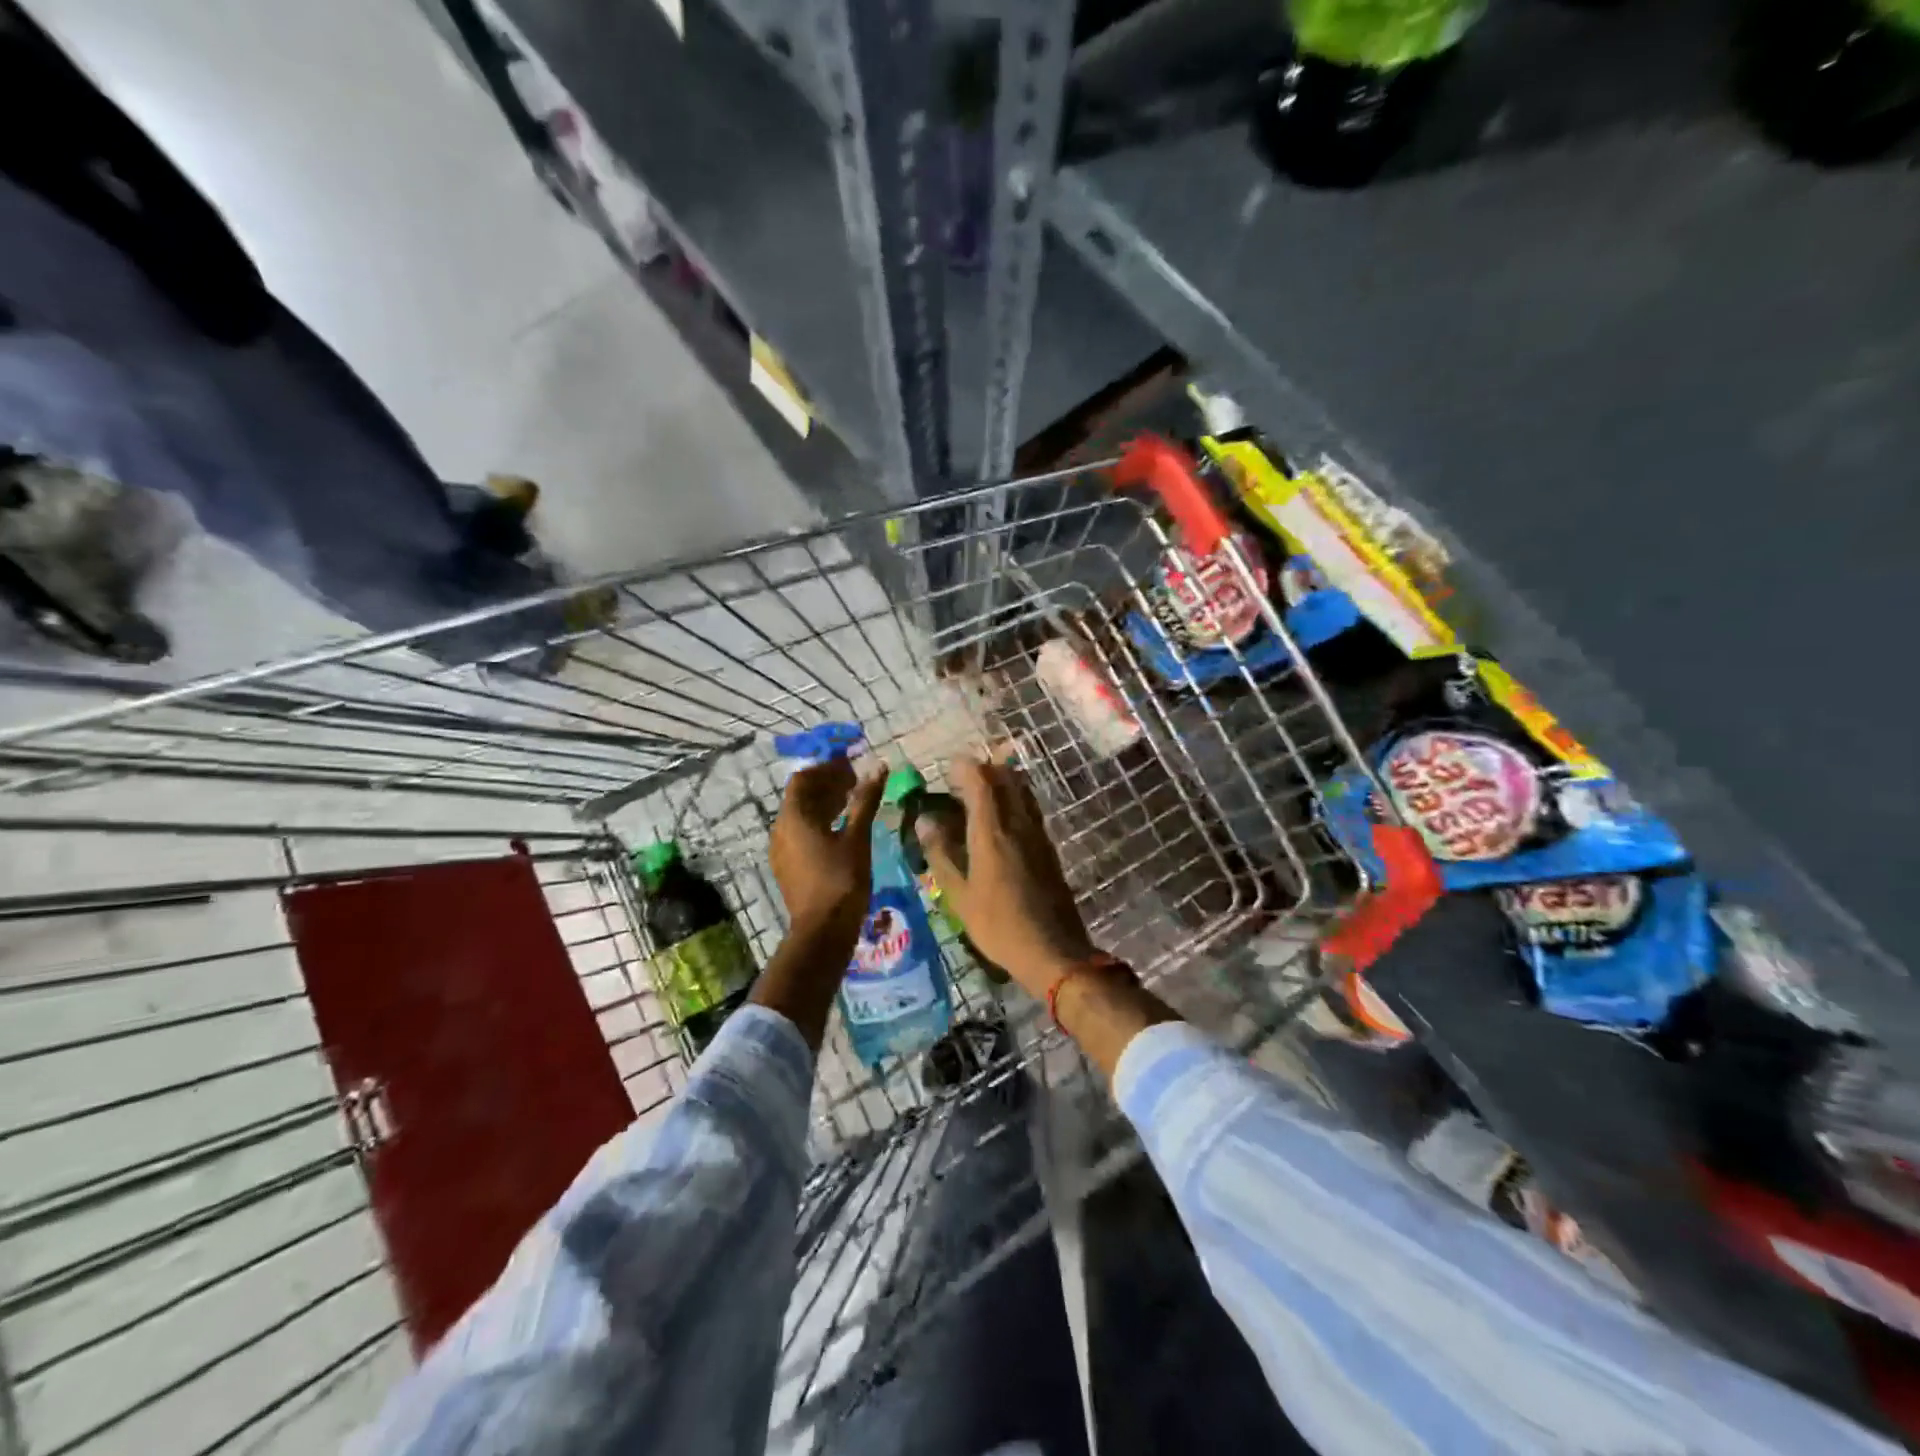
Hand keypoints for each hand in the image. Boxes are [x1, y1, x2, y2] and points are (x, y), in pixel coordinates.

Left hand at [770, 755, 886, 936]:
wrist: (822, 930)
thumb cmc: (842, 880)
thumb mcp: (857, 837)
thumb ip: (865, 800)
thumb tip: (878, 767)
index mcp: (794, 818)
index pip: (803, 779)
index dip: (827, 769)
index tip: (852, 768)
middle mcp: (780, 829)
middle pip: (801, 796)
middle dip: (827, 785)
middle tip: (856, 783)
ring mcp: (781, 850)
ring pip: (800, 816)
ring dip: (824, 804)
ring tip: (852, 802)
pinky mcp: (787, 866)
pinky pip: (800, 833)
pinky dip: (819, 823)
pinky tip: (841, 830)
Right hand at [915, 757, 1097, 996]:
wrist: (1052, 950)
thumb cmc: (998, 926)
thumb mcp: (958, 895)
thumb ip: (940, 854)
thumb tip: (925, 820)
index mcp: (992, 833)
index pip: (981, 783)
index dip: (966, 768)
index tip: (950, 765)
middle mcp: (1018, 824)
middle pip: (1005, 779)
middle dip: (985, 769)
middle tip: (963, 775)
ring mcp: (1038, 835)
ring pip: (1022, 792)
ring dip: (1003, 780)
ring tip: (983, 787)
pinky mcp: (1048, 848)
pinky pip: (1030, 809)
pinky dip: (1015, 799)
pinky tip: (1004, 815)